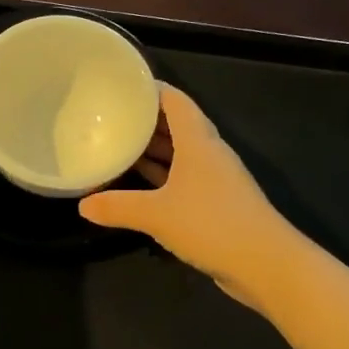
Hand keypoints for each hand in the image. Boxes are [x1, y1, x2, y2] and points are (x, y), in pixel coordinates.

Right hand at [80, 86, 296, 304]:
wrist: (265, 263)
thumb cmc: (211, 224)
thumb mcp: (156, 214)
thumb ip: (117, 207)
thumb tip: (83, 205)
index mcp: (198, 142)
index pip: (175, 100)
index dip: (151, 89)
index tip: (122, 85)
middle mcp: (208, 154)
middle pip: (176, 125)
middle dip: (146, 120)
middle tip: (110, 117)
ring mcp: (215, 180)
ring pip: (180, 154)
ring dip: (153, 150)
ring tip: (118, 146)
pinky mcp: (216, 204)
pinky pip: (183, 180)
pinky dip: (161, 177)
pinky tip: (139, 184)